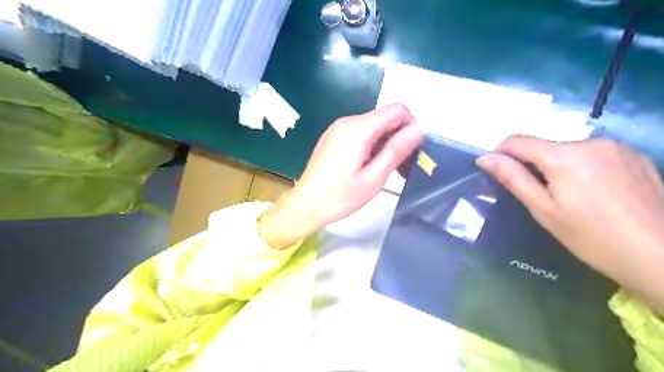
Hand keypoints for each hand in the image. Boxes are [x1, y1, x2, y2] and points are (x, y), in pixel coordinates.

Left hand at [258, 103, 419, 249]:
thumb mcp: (374, 177)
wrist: (305, 205)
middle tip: (403, 168)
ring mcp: (338, 128)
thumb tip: (419, 129)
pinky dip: (372, 145)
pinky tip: (368, 167)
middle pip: (385, 118)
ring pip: (374, 126)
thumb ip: (396, 150)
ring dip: (386, 144)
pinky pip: (360, 133)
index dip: (411, 127)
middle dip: (399, 138)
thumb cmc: (340, 197)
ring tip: (386, 171)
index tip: (413, 152)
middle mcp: (348, 121)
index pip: (397, 110)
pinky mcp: (333, 137)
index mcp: (359, 128)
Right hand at [478, 135, 663, 310]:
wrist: (662, 256)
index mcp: (564, 156)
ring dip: (559, 166)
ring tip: (572, 197)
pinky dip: (583, 166)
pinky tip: (597, 192)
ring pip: (569, 150)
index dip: (501, 153)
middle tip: (541, 196)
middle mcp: (590, 141)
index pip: (517, 140)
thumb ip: (513, 178)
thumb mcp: (543, 210)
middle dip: (534, 165)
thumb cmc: (591, 237)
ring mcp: (617, 146)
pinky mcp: (636, 155)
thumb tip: (485, 158)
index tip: (499, 172)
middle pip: (545, 146)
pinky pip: (594, 153)